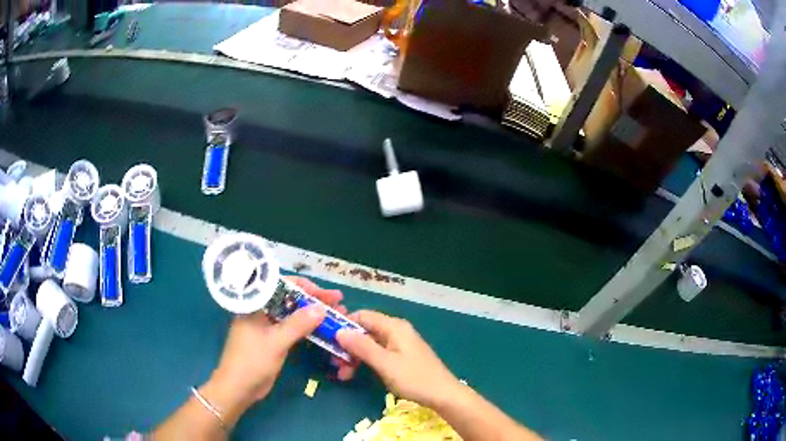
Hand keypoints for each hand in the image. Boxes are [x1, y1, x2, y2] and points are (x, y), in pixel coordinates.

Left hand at [208, 277, 344, 408]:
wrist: (239, 388)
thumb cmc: (251, 361)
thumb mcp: (275, 342)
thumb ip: (297, 324)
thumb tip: (321, 308)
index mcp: (255, 304)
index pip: (282, 285)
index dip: (305, 286)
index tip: (326, 293)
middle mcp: (261, 310)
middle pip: (290, 298)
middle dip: (313, 299)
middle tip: (338, 301)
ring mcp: (267, 325)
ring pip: (293, 313)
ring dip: (313, 313)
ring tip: (336, 312)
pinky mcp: (273, 339)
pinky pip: (292, 327)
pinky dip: (307, 327)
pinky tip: (323, 328)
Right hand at [335, 310, 460, 408]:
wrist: (443, 395)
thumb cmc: (414, 378)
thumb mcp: (385, 363)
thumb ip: (362, 346)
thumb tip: (339, 331)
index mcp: (394, 327)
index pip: (362, 316)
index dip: (344, 325)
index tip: (329, 340)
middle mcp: (396, 331)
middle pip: (365, 331)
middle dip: (348, 346)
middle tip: (335, 364)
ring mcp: (399, 344)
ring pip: (369, 344)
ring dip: (355, 356)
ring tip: (344, 375)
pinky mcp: (401, 356)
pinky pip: (378, 353)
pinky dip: (366, 361)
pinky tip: (356, 374)